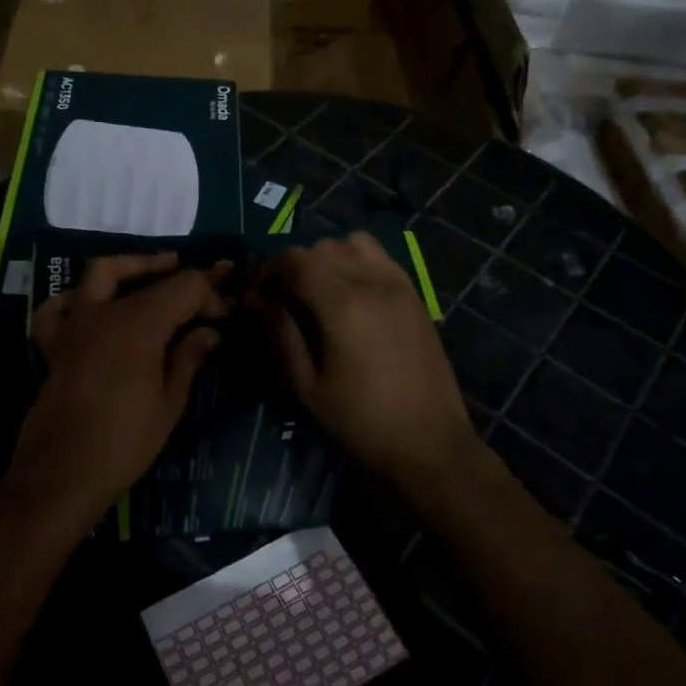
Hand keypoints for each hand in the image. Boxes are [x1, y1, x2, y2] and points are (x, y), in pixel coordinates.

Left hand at [9, 253, 228, 528]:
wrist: (62, 474)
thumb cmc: (125, 443)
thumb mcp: (169, 403)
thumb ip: (188, 358)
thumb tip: (209, 331)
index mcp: (139, 325)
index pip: (184, 287)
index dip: (209, 294)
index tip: (225, 314)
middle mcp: (104, 313)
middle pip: (148, 277)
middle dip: (182, 277)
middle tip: (209, 280)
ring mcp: (74, 324)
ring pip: (100, 273)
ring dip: (132, 267)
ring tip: (156, 270)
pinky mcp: (53, 343)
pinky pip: (59, 306)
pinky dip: (76, 298)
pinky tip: (92, 304)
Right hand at [249, 233, 478, 487]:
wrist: (429, 442)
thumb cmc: (360, 420)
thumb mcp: (307, 384)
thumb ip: (280, 333)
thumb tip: (256, 299)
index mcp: (342, 303)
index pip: (294, 260)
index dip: (268, 272)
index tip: (257, 299)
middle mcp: (372, 281)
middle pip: (321, 247)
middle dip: (295, 266)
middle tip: (283, 301)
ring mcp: (399, 284)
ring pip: (353, 243)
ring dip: (329, 258)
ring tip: (319, 293)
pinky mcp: (415, 294)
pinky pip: (380, 258)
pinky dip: (357, 263)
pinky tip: (351, 297)